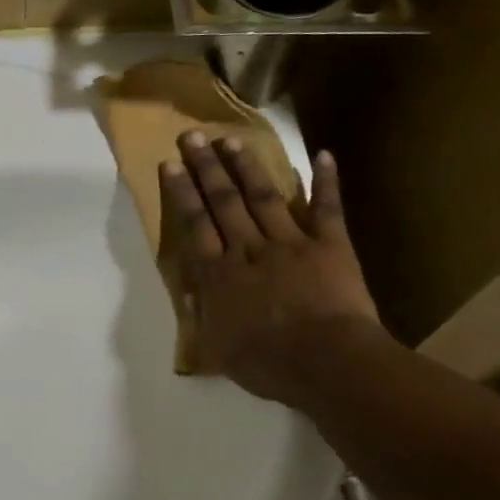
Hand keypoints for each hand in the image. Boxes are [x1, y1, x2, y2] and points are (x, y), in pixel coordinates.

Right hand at [158, 132, 382, 402]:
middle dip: (206, 167)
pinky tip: (323, 155)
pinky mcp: (330, 246)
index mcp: (218, 273)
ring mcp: (290, 243)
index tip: (170, 164)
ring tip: (232, 140)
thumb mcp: (217, 349)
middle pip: (223, 201)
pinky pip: (327, 210)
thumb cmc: (267, 363)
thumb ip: (202, 317)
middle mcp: (248, 249)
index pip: (194, 224)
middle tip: (192, 136)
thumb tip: (190, 295)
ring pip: (263, 197)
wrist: (328, 363)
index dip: (181, 192)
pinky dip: (326, 183)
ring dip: (247, 167)